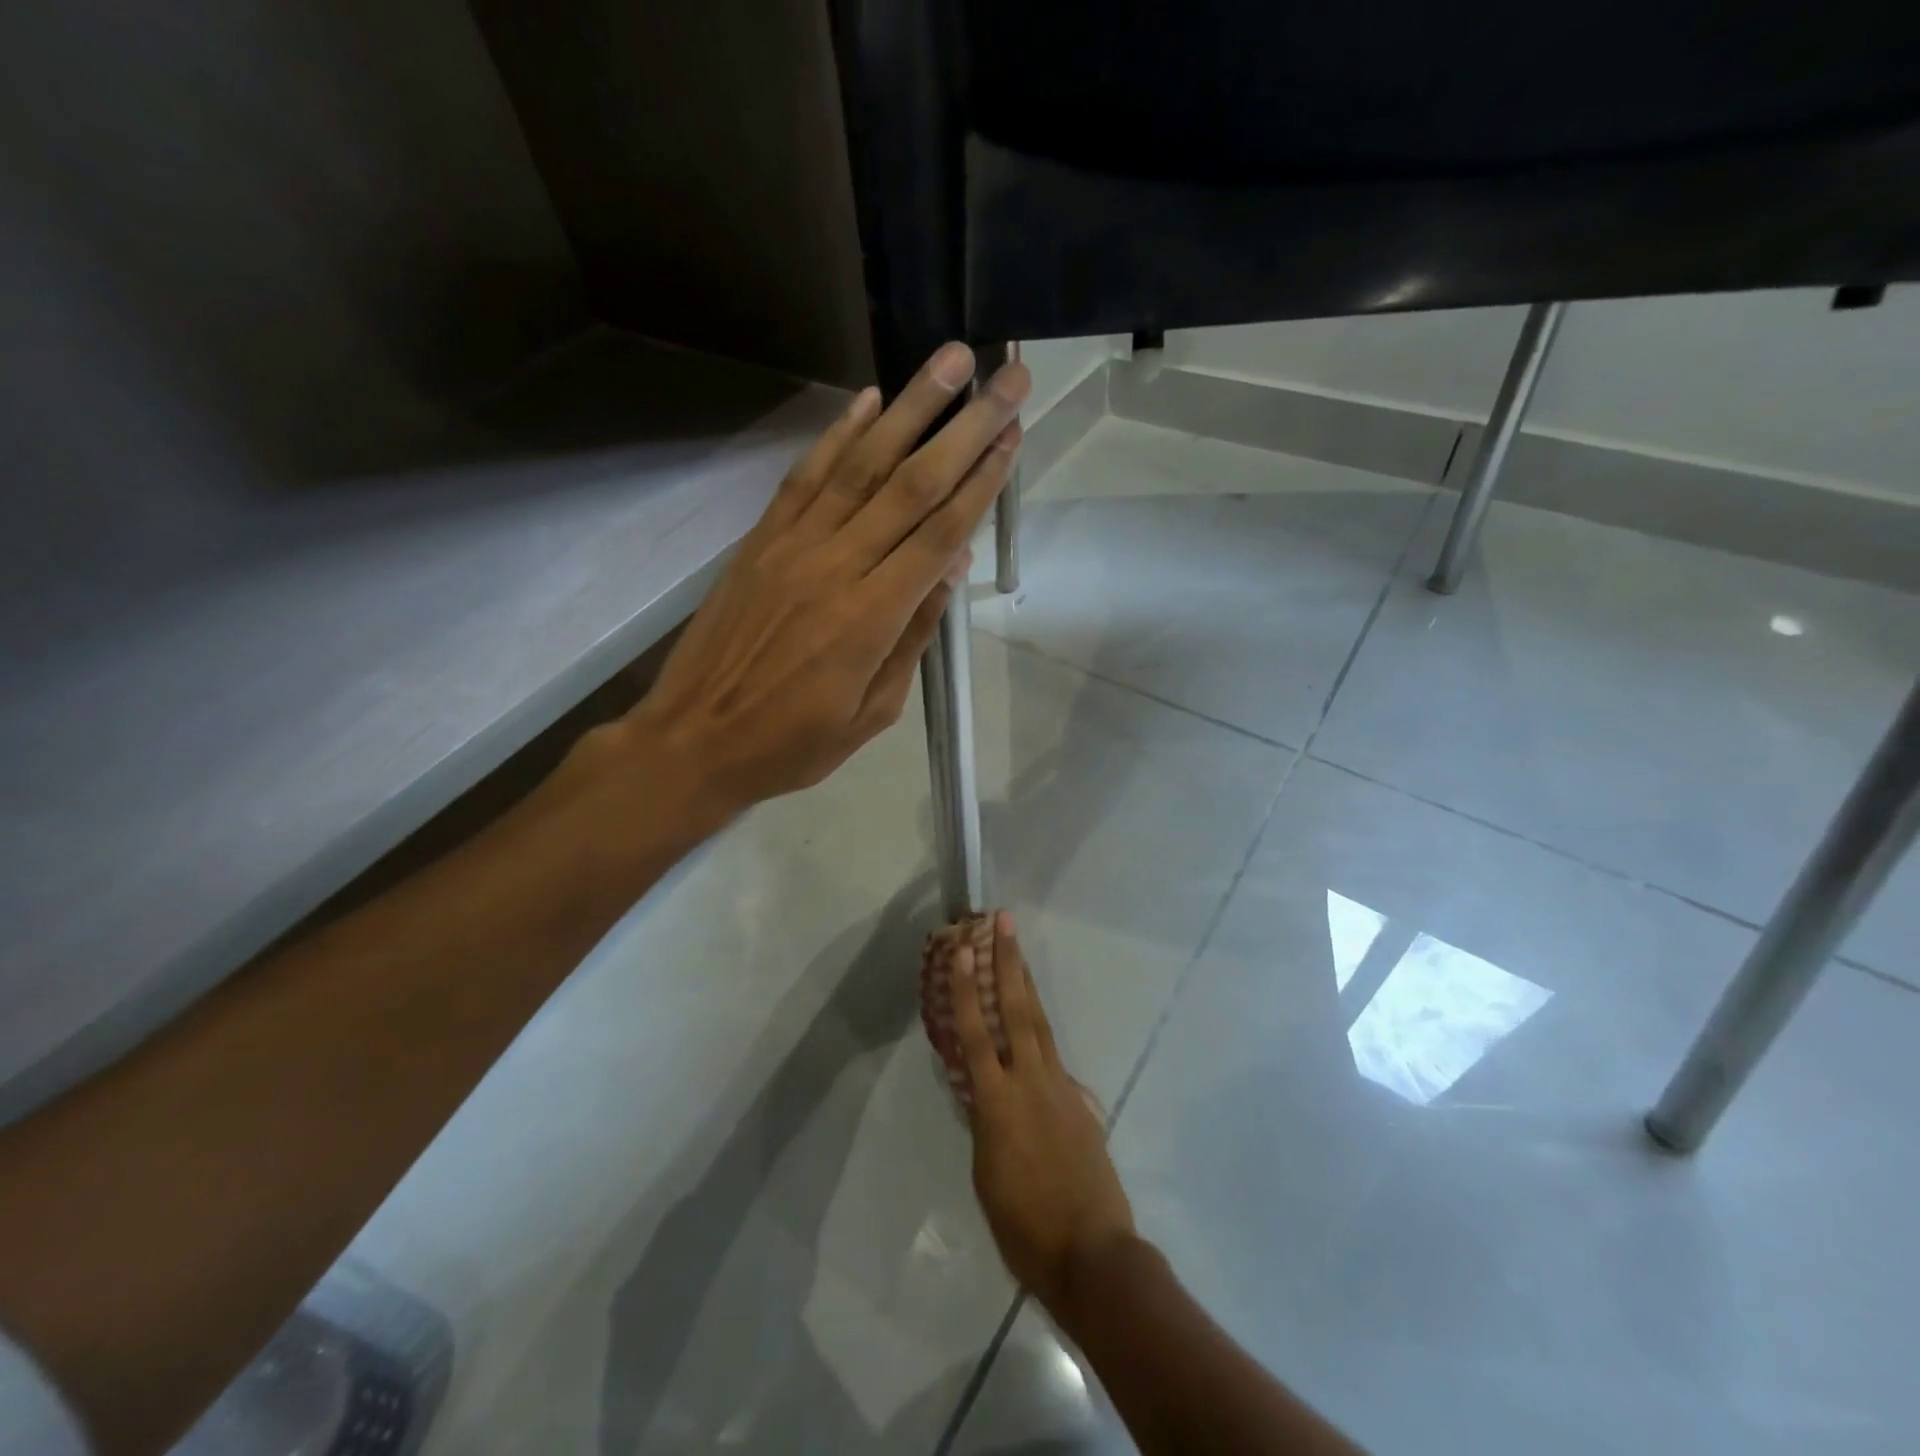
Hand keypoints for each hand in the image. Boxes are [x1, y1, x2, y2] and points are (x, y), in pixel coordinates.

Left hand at [626, 343, 1028, 814]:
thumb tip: (950, 567)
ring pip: (861, 465)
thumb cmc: (793, 743)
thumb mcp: (872, 712)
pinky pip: (805, 477)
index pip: (940, 533)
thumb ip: (912, 635)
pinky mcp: (760, 540)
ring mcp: (793, 545)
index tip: (1013, 433)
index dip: (982, 480)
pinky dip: (838, 435)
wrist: (695, 739)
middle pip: (912, 485)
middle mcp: (836, 566)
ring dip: (910, 408)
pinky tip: (869, 400)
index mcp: (871, 618)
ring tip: (949, 360)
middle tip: (1006, 376)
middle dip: (965, 427)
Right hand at [953, 911, 1137, 1313]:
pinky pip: (1053, 1054)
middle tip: (1003, 921)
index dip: (966, 989)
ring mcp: (1060, 1087)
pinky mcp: (1080, 1101)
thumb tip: (983, 1093)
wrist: (1092, 1253)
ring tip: (1017, 951)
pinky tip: (1033, 1026)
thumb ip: (984, 1124)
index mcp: (998, 1102)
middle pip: (1016, 1009)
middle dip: (1007, 962)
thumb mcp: (986, 1174)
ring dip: (1026, 983)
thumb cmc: (1024, 1225)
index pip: (975, 1033)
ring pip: (1039, 1023)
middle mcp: (1030, 1081)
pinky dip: (1039, 1030)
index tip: (961, 949)